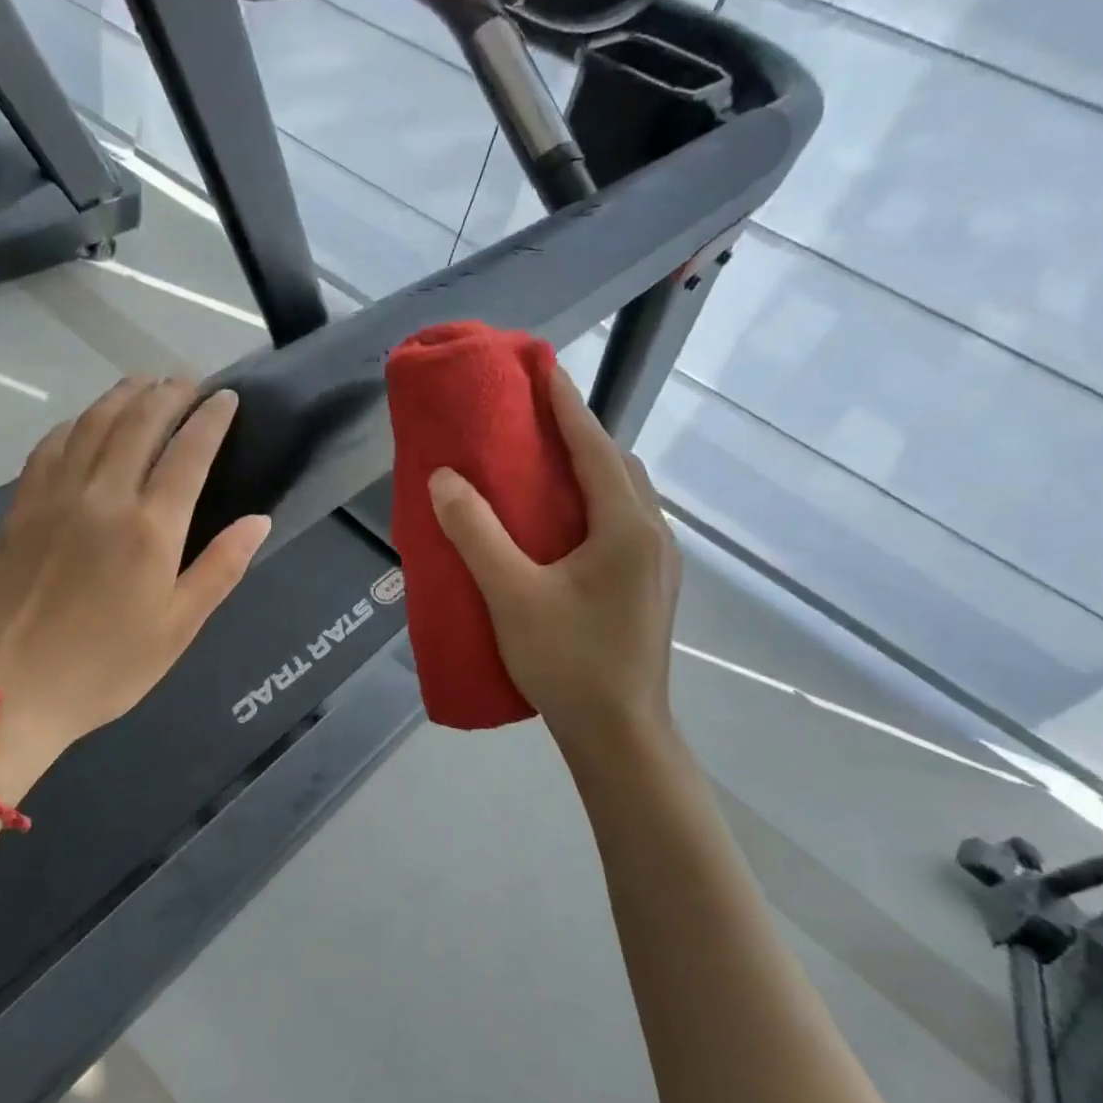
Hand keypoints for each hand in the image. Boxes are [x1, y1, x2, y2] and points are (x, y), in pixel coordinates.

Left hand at [0, 378, 270, 772]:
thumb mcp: (179, 627)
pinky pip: (50, 446)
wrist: (12, 690)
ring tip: (144, 384)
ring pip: (93, 424)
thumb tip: (258, 521)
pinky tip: (86, 421)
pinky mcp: (20, 507)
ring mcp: (55, 497)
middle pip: (139, 423)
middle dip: (168, 394)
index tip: (227, 398)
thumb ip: (221, 568)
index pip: (188, 453)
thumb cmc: (107, 667)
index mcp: (150, 529)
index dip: (211, 419)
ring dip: (122, 396)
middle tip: (188, 381)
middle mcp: (103, 497)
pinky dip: (75, 423)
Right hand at [429, 367, 680, 749]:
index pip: (595, 447)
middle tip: (532, 421)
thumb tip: (445, 478)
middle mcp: (652, 535)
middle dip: (579, 434)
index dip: (567, 405)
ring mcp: (657, 563)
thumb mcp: (511, 595)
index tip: (543, 368)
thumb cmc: (567, 662)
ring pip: (624, 496)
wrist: (619, 734)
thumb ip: (476, 533)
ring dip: (589, 470)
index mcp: (627, 527)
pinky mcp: (650, 587)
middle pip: (617, 465)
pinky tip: (562, 525)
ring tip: (544, 466)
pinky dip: (594, 504)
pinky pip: (623, 523)